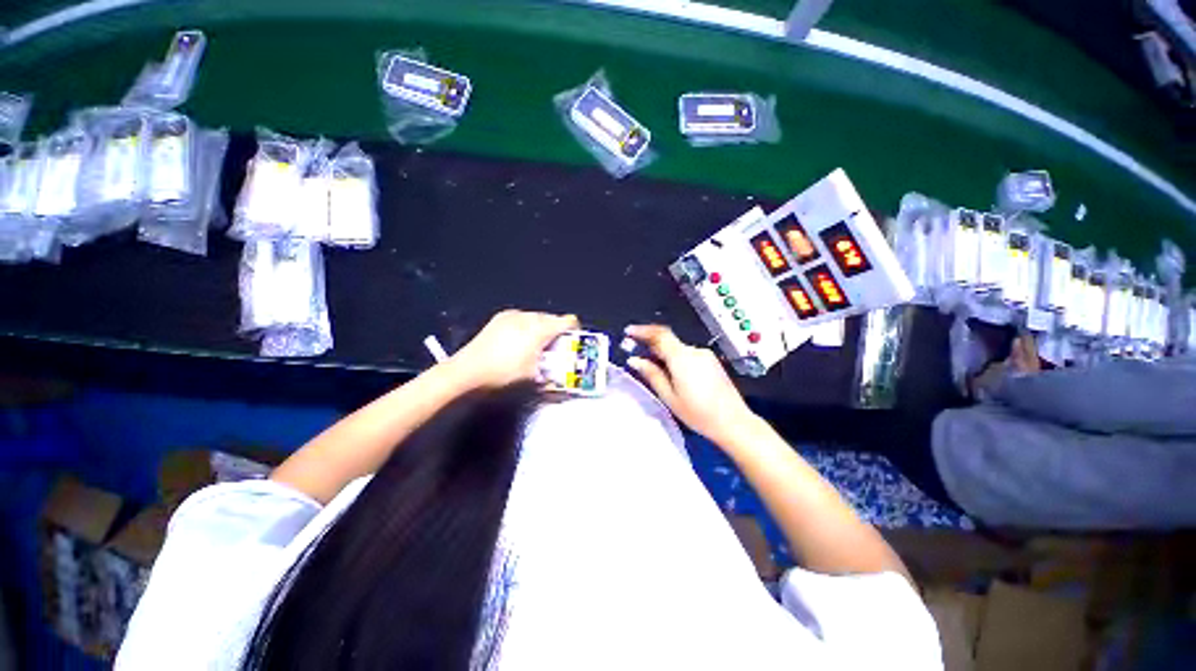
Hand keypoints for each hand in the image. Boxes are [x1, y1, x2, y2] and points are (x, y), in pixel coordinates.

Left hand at [451, 310, 578, 387]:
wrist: (468, 370)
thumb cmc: (504, 373)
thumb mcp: (532, 375)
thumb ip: (550, 369)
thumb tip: (558, 369)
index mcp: (539, 329)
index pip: (565, 321)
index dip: (574, 327)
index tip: (575, 335)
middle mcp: (528, 317)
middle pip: (550, 318)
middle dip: (556, 329)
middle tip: (556, 344)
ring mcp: (512, 315)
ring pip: (535, 317)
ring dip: (541, 327)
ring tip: (538, 342)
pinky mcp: (500, 318)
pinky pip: (522, 318)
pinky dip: (527, 326)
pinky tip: (521, 339)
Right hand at [624, 324, 755, 444]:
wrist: (733, 422)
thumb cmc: (698, 413)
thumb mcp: (669, 396)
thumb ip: (652, 374)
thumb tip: (634, 360)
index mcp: (682, 357)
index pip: (660, 334)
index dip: (642, 330)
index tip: (629, 332)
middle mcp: (694, 351)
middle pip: (669, 341)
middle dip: (652, 346)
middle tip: (639, 357)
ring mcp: (706, 356)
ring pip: (678, 349)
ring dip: (665, 355)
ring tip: (656, 372)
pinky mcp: (712, 362)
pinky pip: (688, 355)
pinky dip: (677, 360)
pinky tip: (674, 376)